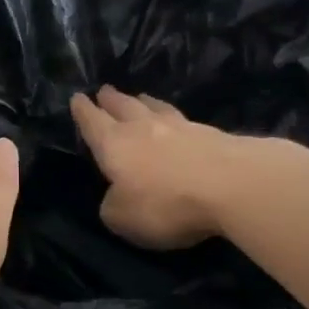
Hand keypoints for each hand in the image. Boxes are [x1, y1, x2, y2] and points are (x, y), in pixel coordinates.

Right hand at [70, 86, 234, 248]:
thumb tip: (116, 196)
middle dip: (111, 100)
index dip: (83, 112)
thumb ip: (112, 206)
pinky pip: (183, 121)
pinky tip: (177, 122)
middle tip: (104, 90)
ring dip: (144, 103)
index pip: (93, 123)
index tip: (77, 98)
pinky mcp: (211, 134)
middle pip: (124, 107)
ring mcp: (181, 127)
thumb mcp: (123, 218)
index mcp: (115, 145)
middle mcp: (144, 128)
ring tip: (140, 98)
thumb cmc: (165, 203)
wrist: (231, 185)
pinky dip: (173, 119)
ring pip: (155, 109)